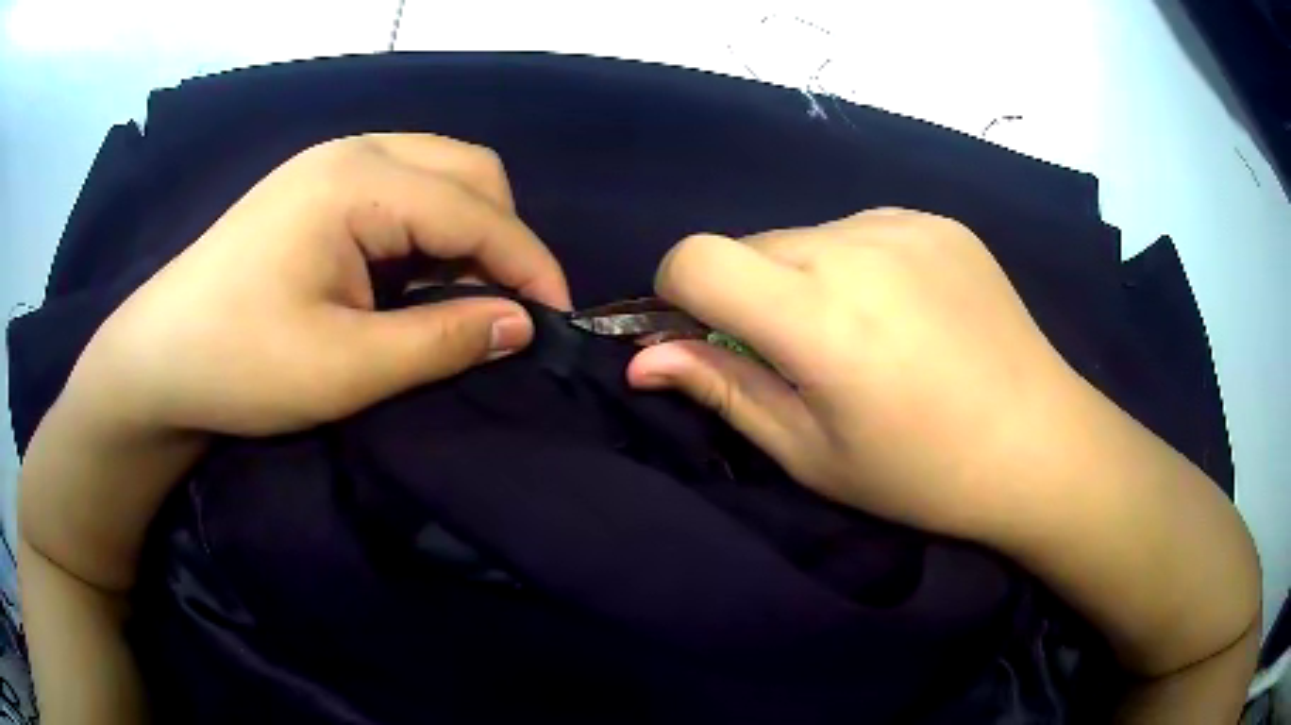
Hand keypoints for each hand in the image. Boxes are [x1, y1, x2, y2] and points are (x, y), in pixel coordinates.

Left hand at [64, 133, 570, 436]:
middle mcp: (354, 152)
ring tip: (464, 294)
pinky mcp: (316, 186)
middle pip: (467, 170)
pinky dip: (429, 229)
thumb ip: (442, 340)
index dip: (530, 264)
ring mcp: (332, 164)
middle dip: (503, 236)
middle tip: (506, 306)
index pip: (476, 209)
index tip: (559, 320)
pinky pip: (402, 188)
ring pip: (438, 173)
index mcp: (359, 182)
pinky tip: (415, 274)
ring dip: (467, 229)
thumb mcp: (344, 369)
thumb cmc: (237, 363)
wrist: (157, 359)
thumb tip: (523, 324)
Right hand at [628, 209, 1088, 542]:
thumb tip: (643, 358)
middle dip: (746, 293)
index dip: (677, 292)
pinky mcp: (937, 220)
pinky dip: (855, 263)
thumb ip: (724, 390)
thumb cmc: (922, 472)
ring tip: (862, 334)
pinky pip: (860, 229)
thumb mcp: (812, 453)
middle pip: (750, 244)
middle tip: (798, 354)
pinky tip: (904, 311)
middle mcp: (857, 247)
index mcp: (821, 317)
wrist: (1039, 442)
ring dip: (803, 277)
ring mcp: (904, 223)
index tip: (703, 334)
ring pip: (804, 235)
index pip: (697, 258)